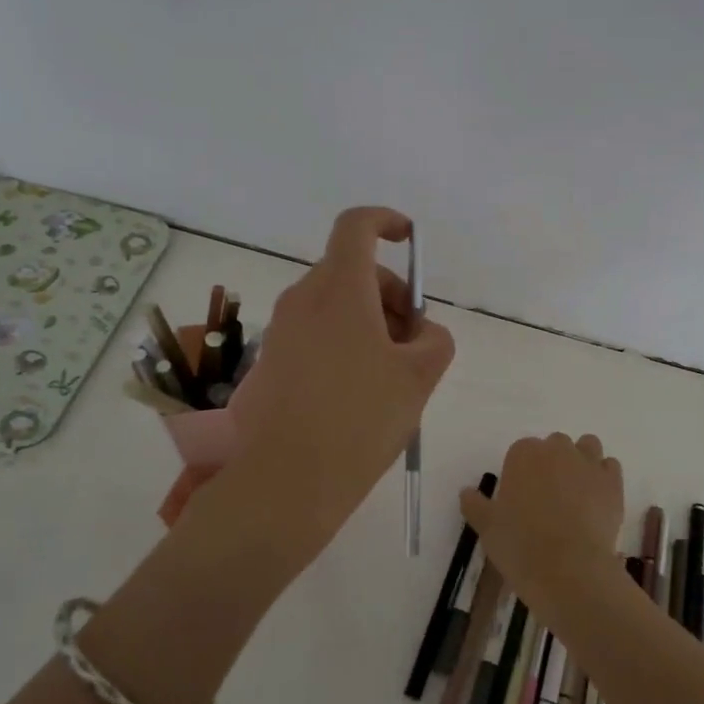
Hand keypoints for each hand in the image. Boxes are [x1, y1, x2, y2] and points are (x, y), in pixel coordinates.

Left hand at [234, 207, 454, 540]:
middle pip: (351, 271)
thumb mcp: (419, 377)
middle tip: (414, 341)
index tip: (408, 239)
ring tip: (391, 375)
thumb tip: (420, 333)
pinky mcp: (269, 363)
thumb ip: (434, 340)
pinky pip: (314, 335)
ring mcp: (281, 332)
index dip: (385, 221)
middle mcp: (303, 299)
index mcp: (340, 289)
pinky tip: (357, 395)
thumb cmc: (360, 419)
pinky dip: (343, 344)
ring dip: (369, 322)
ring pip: (333, 305)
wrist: (286, 482)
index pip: (356, 226)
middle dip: (390, 294)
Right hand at [459, 433, 624, 609]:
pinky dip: (604, 476)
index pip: (521, 451)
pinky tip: (597, 499)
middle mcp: (557, 450)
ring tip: (575, 491)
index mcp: (523, 454)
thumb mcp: (487, 528)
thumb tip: (466, 491)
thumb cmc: (520, 546)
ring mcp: (588, 463)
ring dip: (581, 460)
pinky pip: (610, 466)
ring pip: (587, 446)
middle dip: (552, 463)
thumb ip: (475, 505)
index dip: (521, 472)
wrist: (569, 570)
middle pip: (555, 445)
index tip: (520, 496)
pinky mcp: (613, 483)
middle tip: (547, 496)